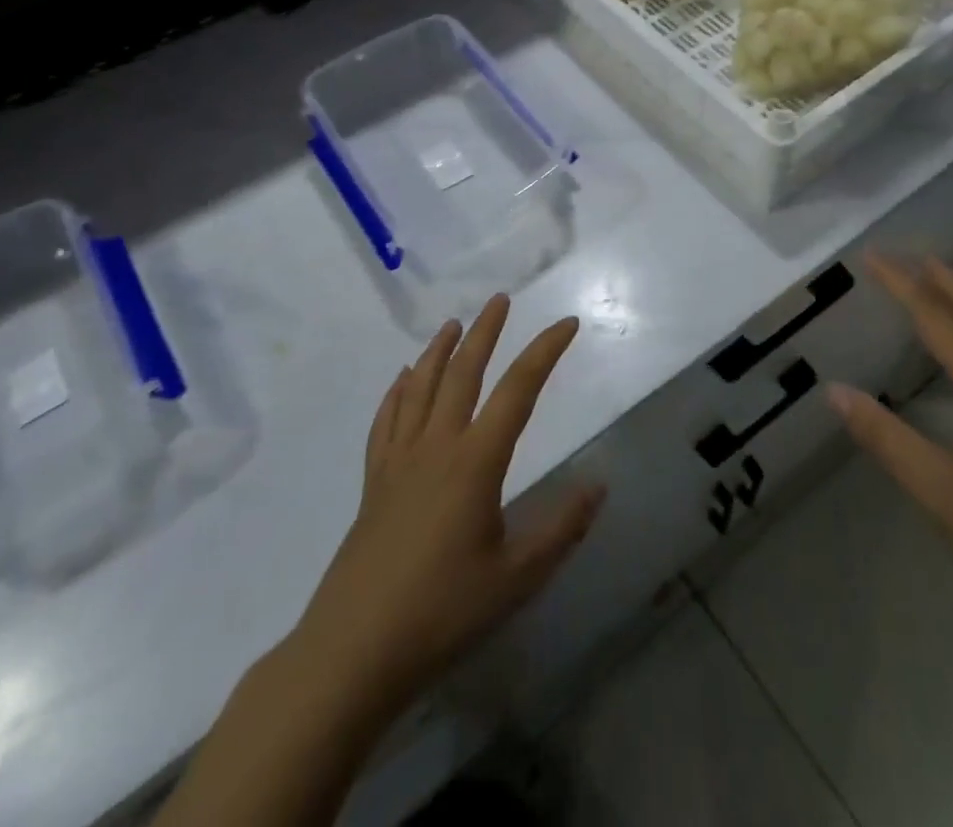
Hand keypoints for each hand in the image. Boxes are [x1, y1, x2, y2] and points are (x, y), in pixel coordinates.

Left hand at [278, 295, 606, 725]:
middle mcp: (436, 446)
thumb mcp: (517, 578)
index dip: (545, 351)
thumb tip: (599, 484)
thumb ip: (561, 528)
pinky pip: (386, 421)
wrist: (353, 652)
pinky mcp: (374, 482)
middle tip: (500, 300)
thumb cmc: (442, 612)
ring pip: (420, 388)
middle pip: (463, 372)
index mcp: (475, 461)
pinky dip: (397, 392)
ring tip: (453, 324)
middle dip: (485, 332)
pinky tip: (402, 380)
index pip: (518, 390)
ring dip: (439, 351)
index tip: (567, 323)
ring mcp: (399, 461)